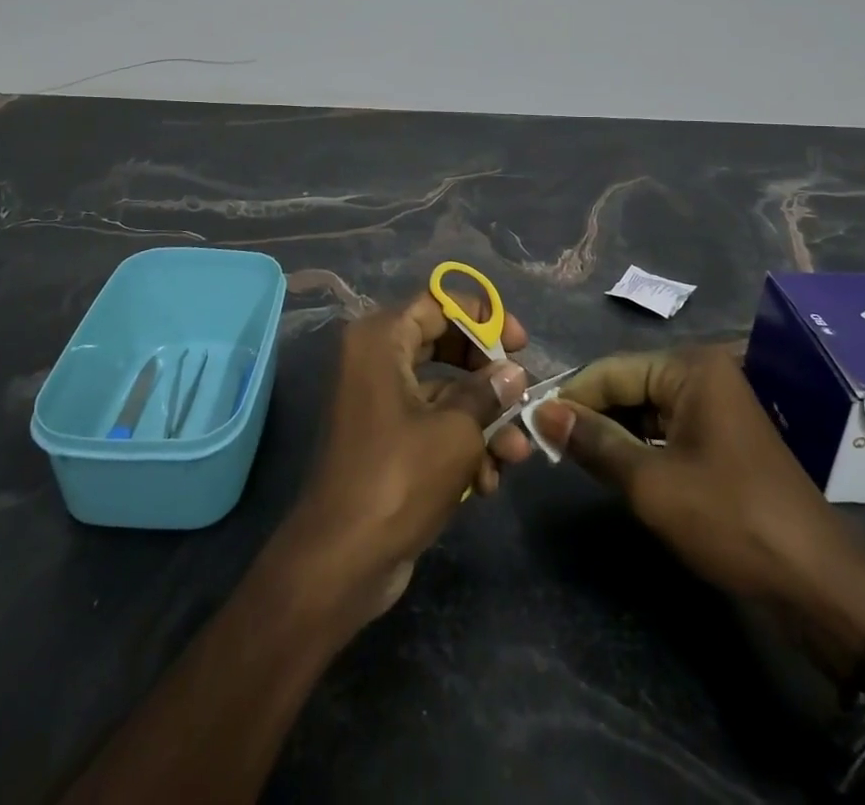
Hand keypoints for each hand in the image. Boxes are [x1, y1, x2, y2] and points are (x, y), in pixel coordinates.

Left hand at [275, 292, 532, 626]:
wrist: (342, 560)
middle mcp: (375, 361)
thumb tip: (513, 373)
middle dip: (488, 376)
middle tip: (522, 391)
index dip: (482, 317)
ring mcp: (379, 402)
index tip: (519, 342)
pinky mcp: (386, 441)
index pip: (437, 303)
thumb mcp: (456, 431)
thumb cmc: (399, 477)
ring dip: (483, 421)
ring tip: (516, 454)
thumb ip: (488, 393)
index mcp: (381, 340)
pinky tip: (488, 481)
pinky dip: (461, 445)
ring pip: (443, 393)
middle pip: (444, 346)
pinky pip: (431, 425)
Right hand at [532, 346, 864, 662]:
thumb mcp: (651, 483)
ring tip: (572, 457)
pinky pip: (666, 429)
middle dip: (590, 414)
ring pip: (644, 409)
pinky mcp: (721, 438)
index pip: (611, 370)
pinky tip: (614, 468)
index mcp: (691, 368)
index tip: (531, 423)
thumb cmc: (730, 520)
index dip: (571, 396)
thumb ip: (594, 442)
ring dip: (612, 432)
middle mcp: (704, 374)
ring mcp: (716, 406)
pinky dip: (638, 446)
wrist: (817, 584)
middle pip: (628, 385)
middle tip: (548, 445)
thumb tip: (542, 413)